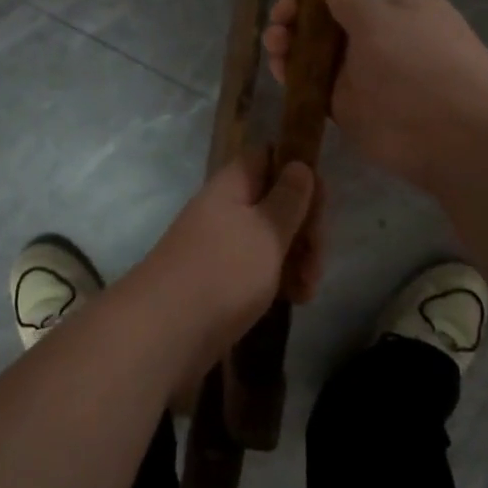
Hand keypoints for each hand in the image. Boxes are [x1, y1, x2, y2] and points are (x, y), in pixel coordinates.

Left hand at [131, 149, 319, 377]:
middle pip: (275, 201)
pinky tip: (296, 299)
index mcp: (232, 185)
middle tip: (318, 256)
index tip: (321, 201)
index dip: (298, 171)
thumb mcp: (267, 231)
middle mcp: (225, 209)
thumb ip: (289, 198)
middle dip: (305, 226)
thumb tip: (299, 164)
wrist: (166, 331)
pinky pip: (259, 267)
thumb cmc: (224, 271)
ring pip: (271, 238)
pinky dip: (280, 279)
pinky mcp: (222, 279)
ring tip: (308, 289)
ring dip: (298, 258)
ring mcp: (222, 244)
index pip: (268, 156)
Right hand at [263, 0, 487, 192]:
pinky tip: (277, 66)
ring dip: (290, 36)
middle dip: (300, 4)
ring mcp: (359, 65)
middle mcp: (375, 27)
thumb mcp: (380, 15)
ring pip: (315, 43)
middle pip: (329, 6)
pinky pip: (311, 79)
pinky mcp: (344, 99)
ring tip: (275, 40)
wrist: (450, 135)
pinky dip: (291, 71)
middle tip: (282, 12)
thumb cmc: (419, 61)